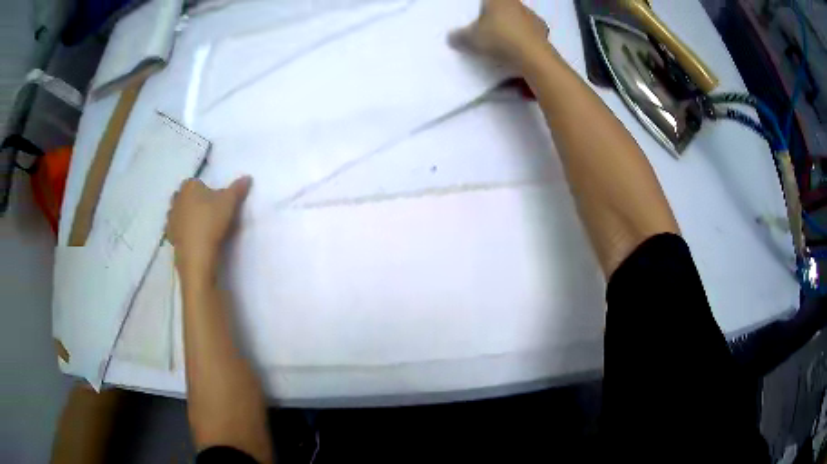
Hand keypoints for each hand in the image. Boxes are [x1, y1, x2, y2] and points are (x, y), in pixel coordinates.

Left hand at [166, 176, 251, 274]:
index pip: (195, 182)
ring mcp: (171, 219)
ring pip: (178, 212)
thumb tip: (247, 177)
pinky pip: (176, 229)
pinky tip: (193, 238)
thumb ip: (238, 188)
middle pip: (184, 196)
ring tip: (200, 226)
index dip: (204, 189)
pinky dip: (183, 231)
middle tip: (207, 211)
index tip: (214, 199)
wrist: (197, 253)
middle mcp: (176, 199)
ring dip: (186, 216)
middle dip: (192, 200)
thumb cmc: (211, 221)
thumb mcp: (230, 202)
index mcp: (189, 187)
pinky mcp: (170, 236)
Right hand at [449, 0, 549, 67]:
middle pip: (504, 8)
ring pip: (519, 20)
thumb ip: (458, 36)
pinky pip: (530, 34)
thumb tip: (451, 37)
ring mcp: (534, 18)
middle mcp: (518, 4)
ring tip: (503, 43)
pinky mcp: (545, 33)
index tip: (476, 18)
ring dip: (512, 29)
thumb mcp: (470, 39)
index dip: (481, 8)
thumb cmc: (499, 39)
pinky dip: (524, 41)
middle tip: (487, 30)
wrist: (533, 58)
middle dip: (497, 17)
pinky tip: (517, 51)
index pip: (487, 0)